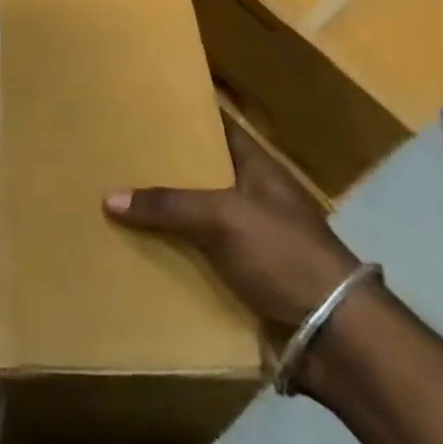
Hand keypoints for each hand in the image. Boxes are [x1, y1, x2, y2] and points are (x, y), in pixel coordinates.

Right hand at [103, 115, 361, 342]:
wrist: (332, 336)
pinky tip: (134, 252)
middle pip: (201, 176)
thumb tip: (109, 197)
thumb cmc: (284, 254)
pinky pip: (196, 259)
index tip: (148, 108)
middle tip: (116, 155)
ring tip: (113, 201)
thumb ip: (168, 205)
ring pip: (194, 219)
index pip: (220, 129)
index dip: (189, 116)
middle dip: (164, 169)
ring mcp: (248, 240)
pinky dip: (171, 257)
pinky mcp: (241, 278)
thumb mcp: (224, 218)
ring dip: (163, 217)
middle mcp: (252, 198)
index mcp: (258, 169)